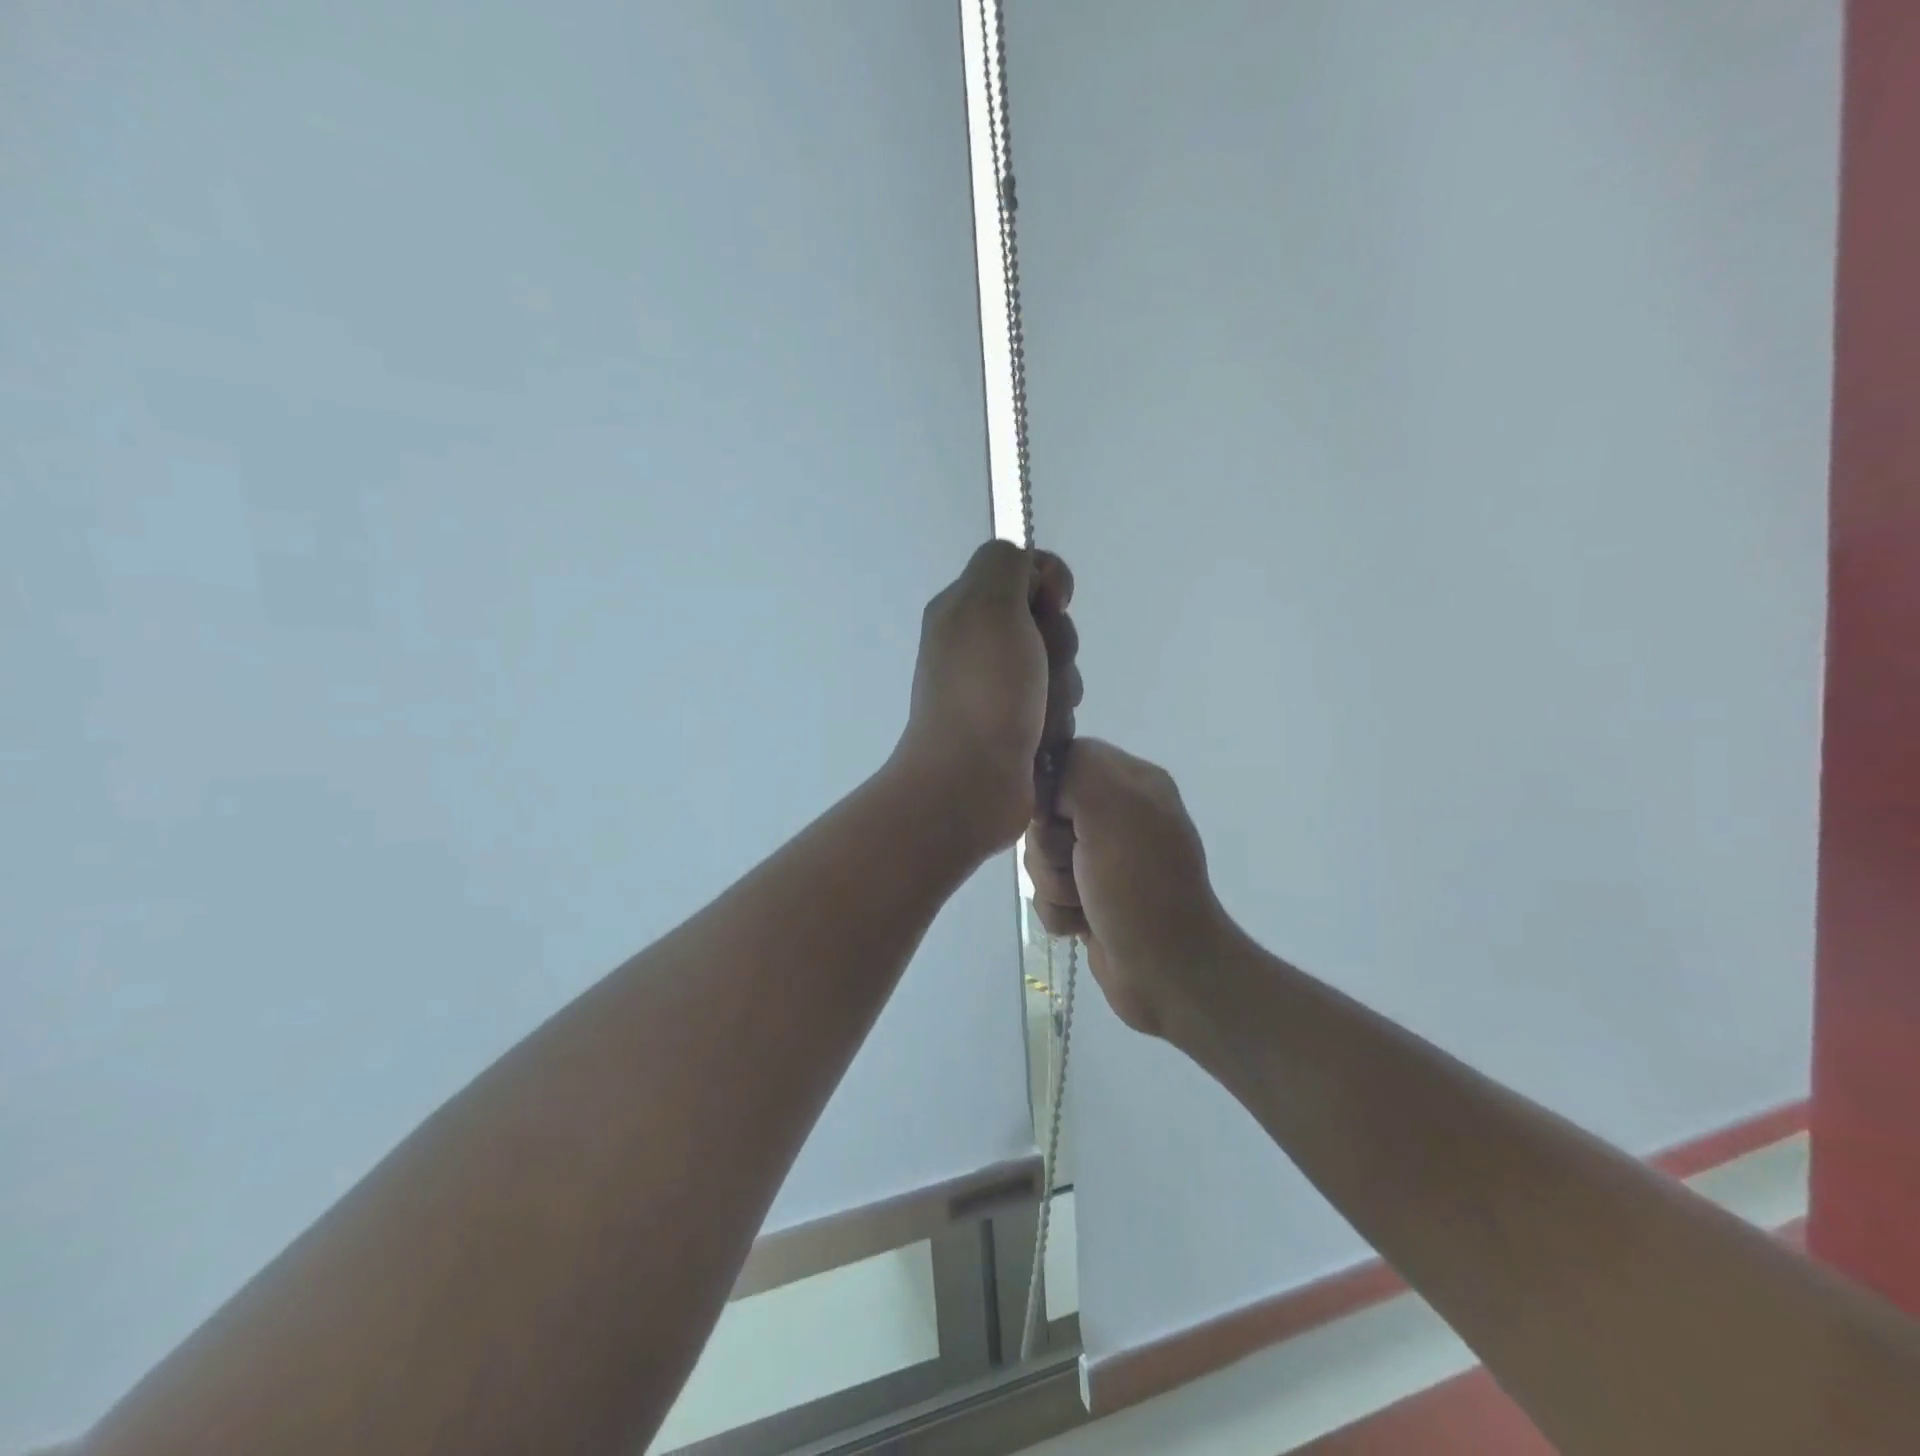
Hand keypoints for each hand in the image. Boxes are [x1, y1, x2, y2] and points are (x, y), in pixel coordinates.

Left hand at [893, 541, 1079, 852]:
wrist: (970, 782)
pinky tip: (1041, 739)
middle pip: (1049, 622)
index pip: (1025, 570)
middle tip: (1039, 670)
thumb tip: (1032, 577)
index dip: (1049, 582)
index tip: (1052, 605)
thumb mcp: (987, 604)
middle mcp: (978, 645)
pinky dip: (1056, 720)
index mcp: (964, 609)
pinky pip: (1057, 707)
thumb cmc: (982, 690)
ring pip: (1059, 668)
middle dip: (1059, 646)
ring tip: (1039, 715)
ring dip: (1061, 689)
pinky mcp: (1016, 727)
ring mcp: (997, 689)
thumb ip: (1007, 564)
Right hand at [1025, 739, 1230, 1035]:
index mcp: (1131, 782)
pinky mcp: (1090, 898)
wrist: (1167, 973)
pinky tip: (1085, 924)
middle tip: (1080, 866)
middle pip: (1043, 814)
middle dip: (1049, 848)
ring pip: (1039, 858)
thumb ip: (1078, 769)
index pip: (1062, 761)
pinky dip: (1060, 913)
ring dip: (1054, 885)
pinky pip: (1046, 894)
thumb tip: (1048, 783)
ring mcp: (1103, 860)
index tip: (1058, 818)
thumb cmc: (1140, 886)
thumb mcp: (1115, 807)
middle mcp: (1118, 815)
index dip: (1049, 792)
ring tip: (1086, 902)